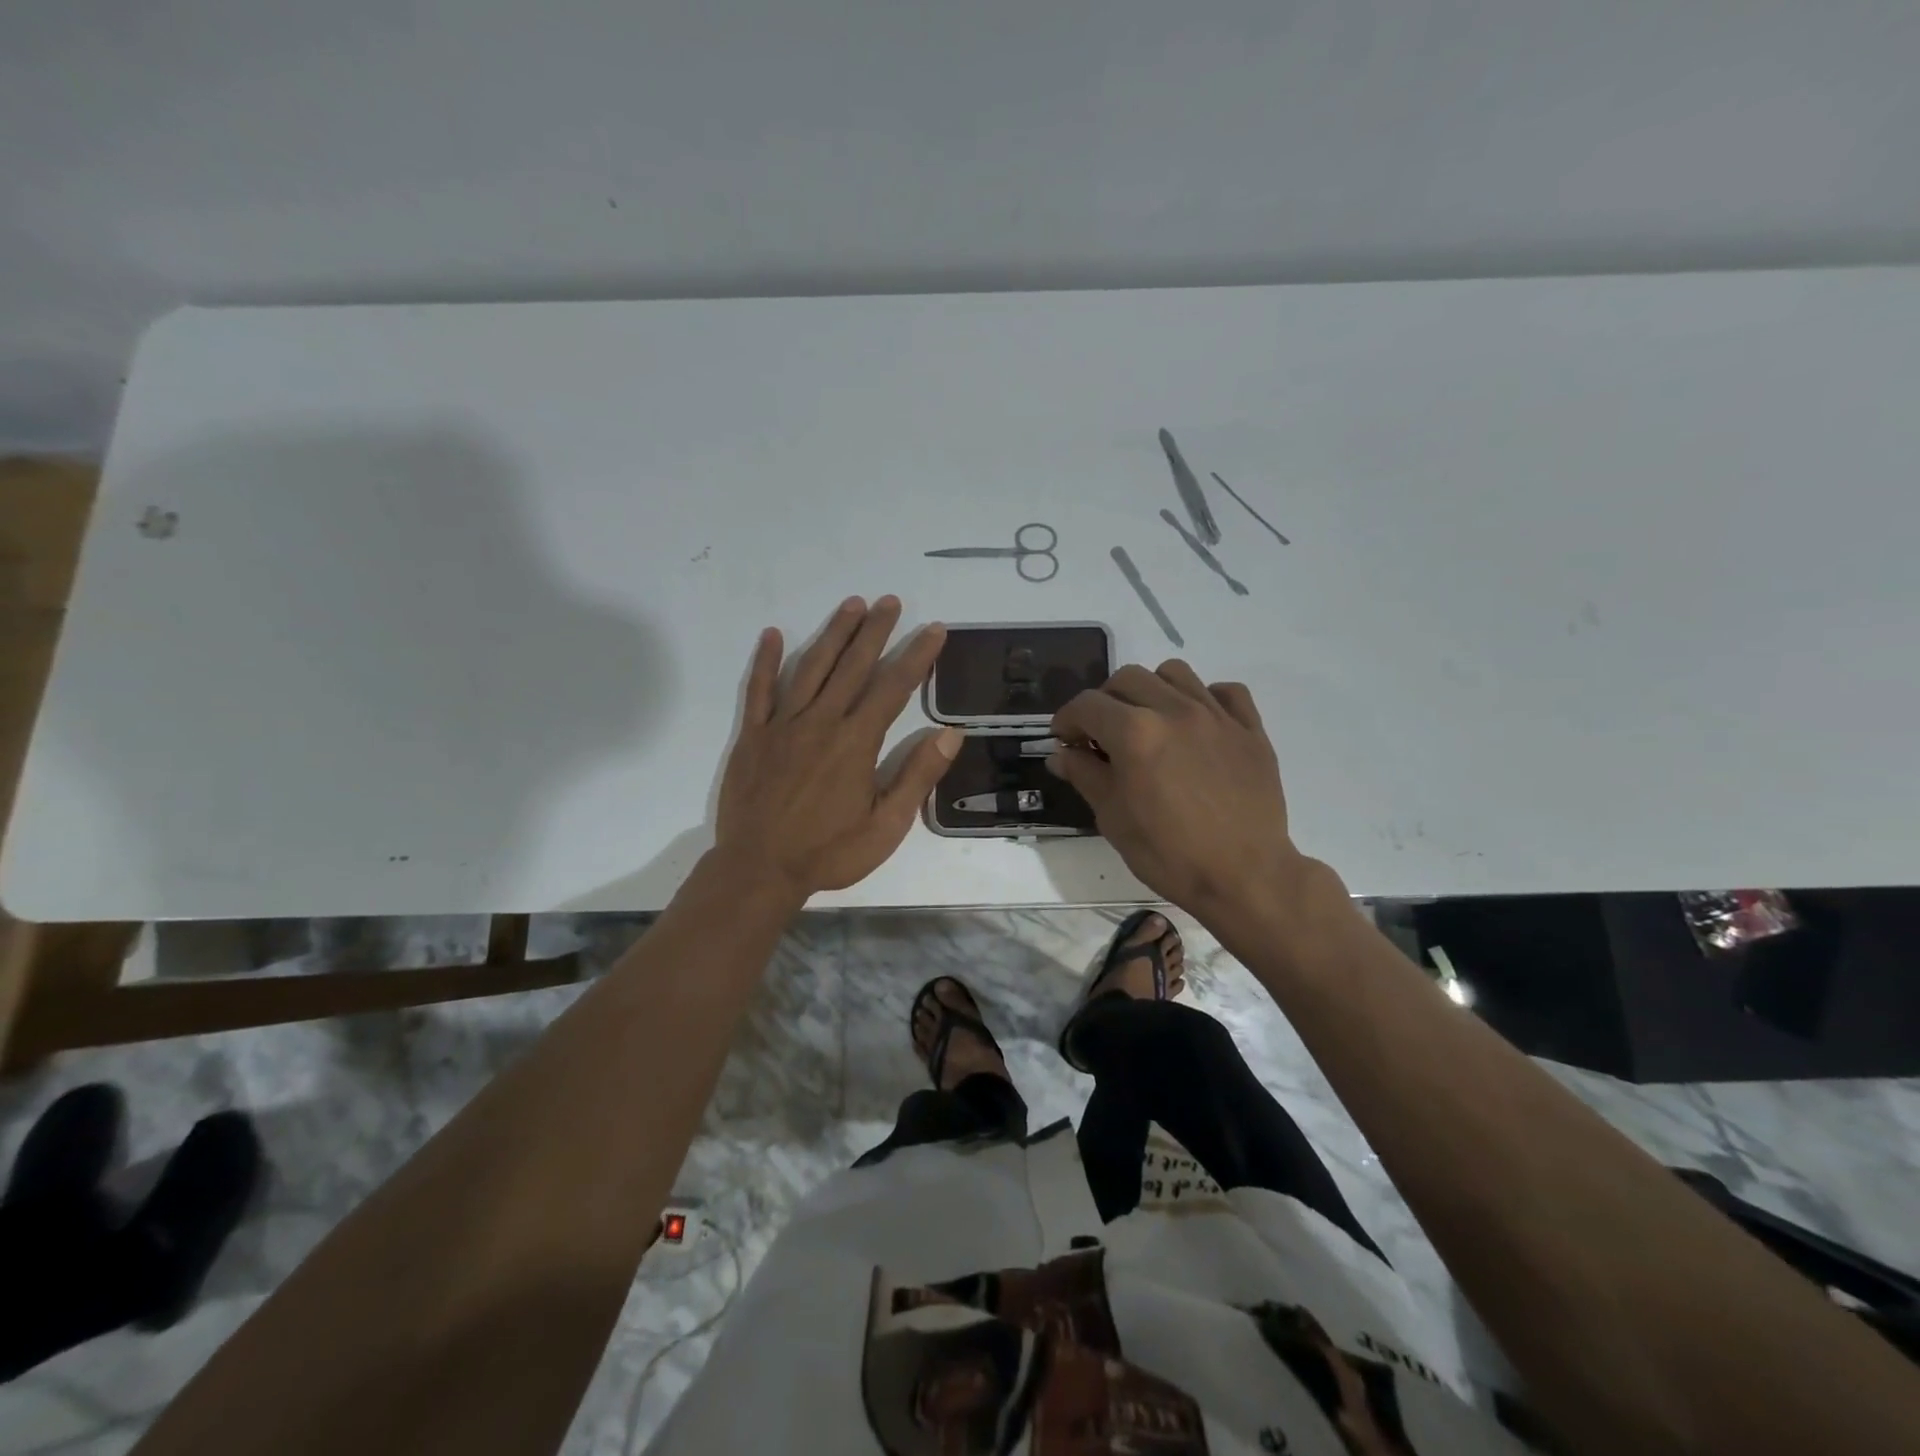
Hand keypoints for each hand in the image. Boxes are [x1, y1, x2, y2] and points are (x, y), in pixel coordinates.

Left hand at [716, 596, 961, 900]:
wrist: (758, 870)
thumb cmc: (829, 852)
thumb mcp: (886, 826)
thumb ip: (917, 777)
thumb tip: (950, 734)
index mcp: (856, 742)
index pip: (893, 687)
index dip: (916, 656)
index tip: (933, 629)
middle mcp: (821, 722)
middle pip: (853, 666)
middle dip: (875, 631)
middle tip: (890, 601)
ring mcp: (782, 725)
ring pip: (811, 668)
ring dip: (833, 634)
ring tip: (851, 605)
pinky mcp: (753, 736)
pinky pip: (759, 691)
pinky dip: (765, 661)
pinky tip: (773, 635)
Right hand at [1047, 661, 1321, 923]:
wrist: (1245, 877)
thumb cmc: (1169, 854)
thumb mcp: (1112, 818)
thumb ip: (1084, 775)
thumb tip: (1061, 752)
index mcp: (1135, 733)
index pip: (1087, 704)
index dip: (1067, 719)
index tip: (1064, 740)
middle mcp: (1175, 710)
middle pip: (1127, 678)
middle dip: (1104, 701)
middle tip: (1102, 734)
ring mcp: (1217, 716)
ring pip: (1174, 673)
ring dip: (1151, 690)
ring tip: (1149, 722)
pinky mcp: (1250, 729)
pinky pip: (1226, 691)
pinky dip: (1205, 698)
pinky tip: (1197, 725)